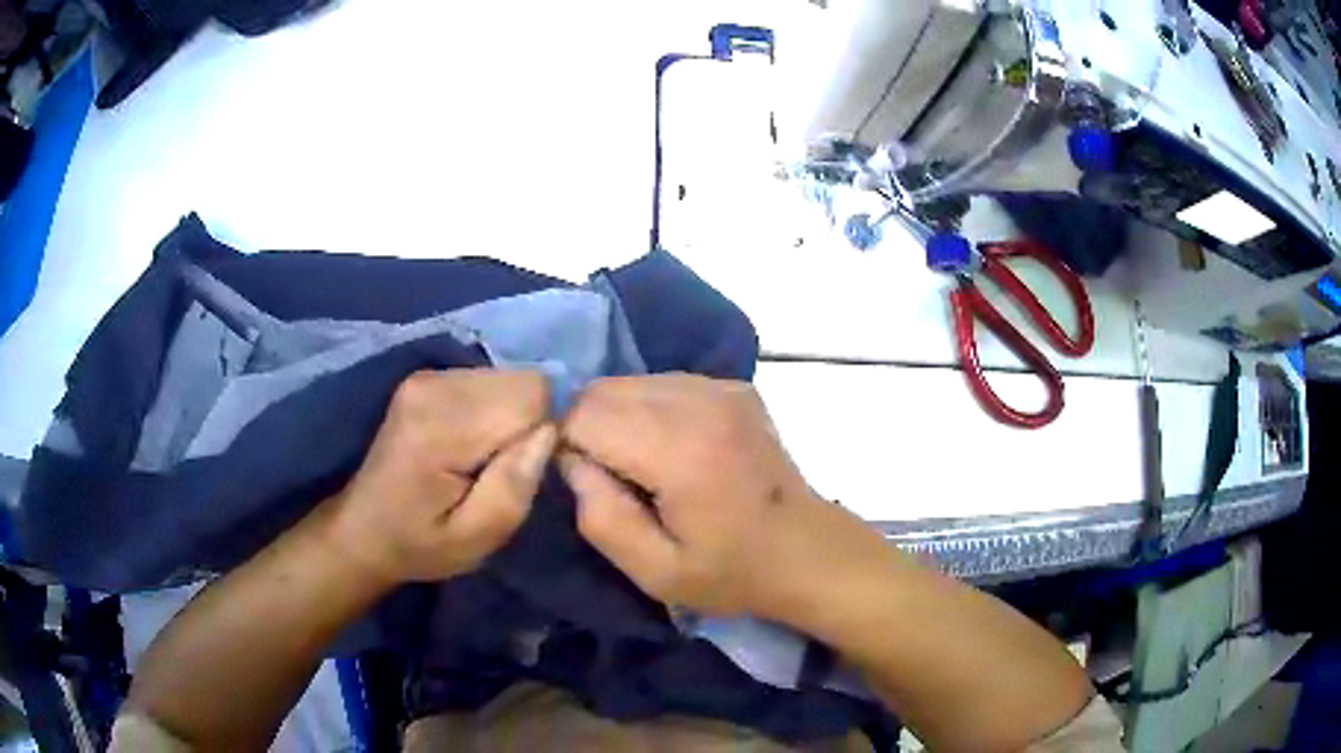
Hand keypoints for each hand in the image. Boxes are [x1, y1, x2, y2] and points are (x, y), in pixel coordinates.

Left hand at [328, 369, 555, 584]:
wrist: (364, 530)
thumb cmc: (420, 544)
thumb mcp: (476, 539)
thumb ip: (514, 487)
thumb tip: (550, 431)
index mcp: (439, 427)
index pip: (531, 395)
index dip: (541, 434)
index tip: (522, 472)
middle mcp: (432, 386)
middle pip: (522, 381)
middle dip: (526, 425)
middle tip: (500, 470)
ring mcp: (427, 377)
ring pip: (509, 379)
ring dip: (509, 419)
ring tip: (481, 461)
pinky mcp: (427, 378)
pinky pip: (489, 382)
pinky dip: (492, 412)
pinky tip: (469, 445)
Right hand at [560, 374, 879, 622]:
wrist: (807, 550)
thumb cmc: (732, 572)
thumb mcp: (656, 572)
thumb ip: (602, 518)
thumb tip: (571, 461)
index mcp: (681, 451)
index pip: (585, 415)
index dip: (569, 447)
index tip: (590, 485)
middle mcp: (701, 403)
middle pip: (603, 390)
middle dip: (588, 429)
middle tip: (612, 479)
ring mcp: (721, 388)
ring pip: (631, 382)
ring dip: (618, 417)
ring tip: (643, 466)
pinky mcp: (734, 387)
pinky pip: (664, 384)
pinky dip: (650, 410)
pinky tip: (673, 450)